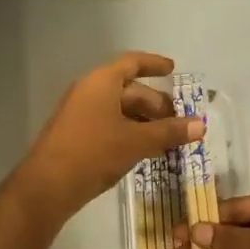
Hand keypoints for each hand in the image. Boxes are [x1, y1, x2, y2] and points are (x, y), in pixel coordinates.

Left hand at [18, 53, 203, 221]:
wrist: (48, 185)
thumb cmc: (94, 152)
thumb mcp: (137, 141)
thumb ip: (169, 131)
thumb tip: (201, 124)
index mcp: (101, 82)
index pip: (132, 63)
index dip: (154, 64)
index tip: (173, 70)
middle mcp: (88, 91)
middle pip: (128, 89)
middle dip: (155, 104)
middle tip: (177, 121)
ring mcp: (78, 114)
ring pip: (118, 110)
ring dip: (143, 121)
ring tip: (166, 139)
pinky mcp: (74, 135)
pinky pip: (107, 124)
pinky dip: (128, 131)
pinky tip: (143, 150)